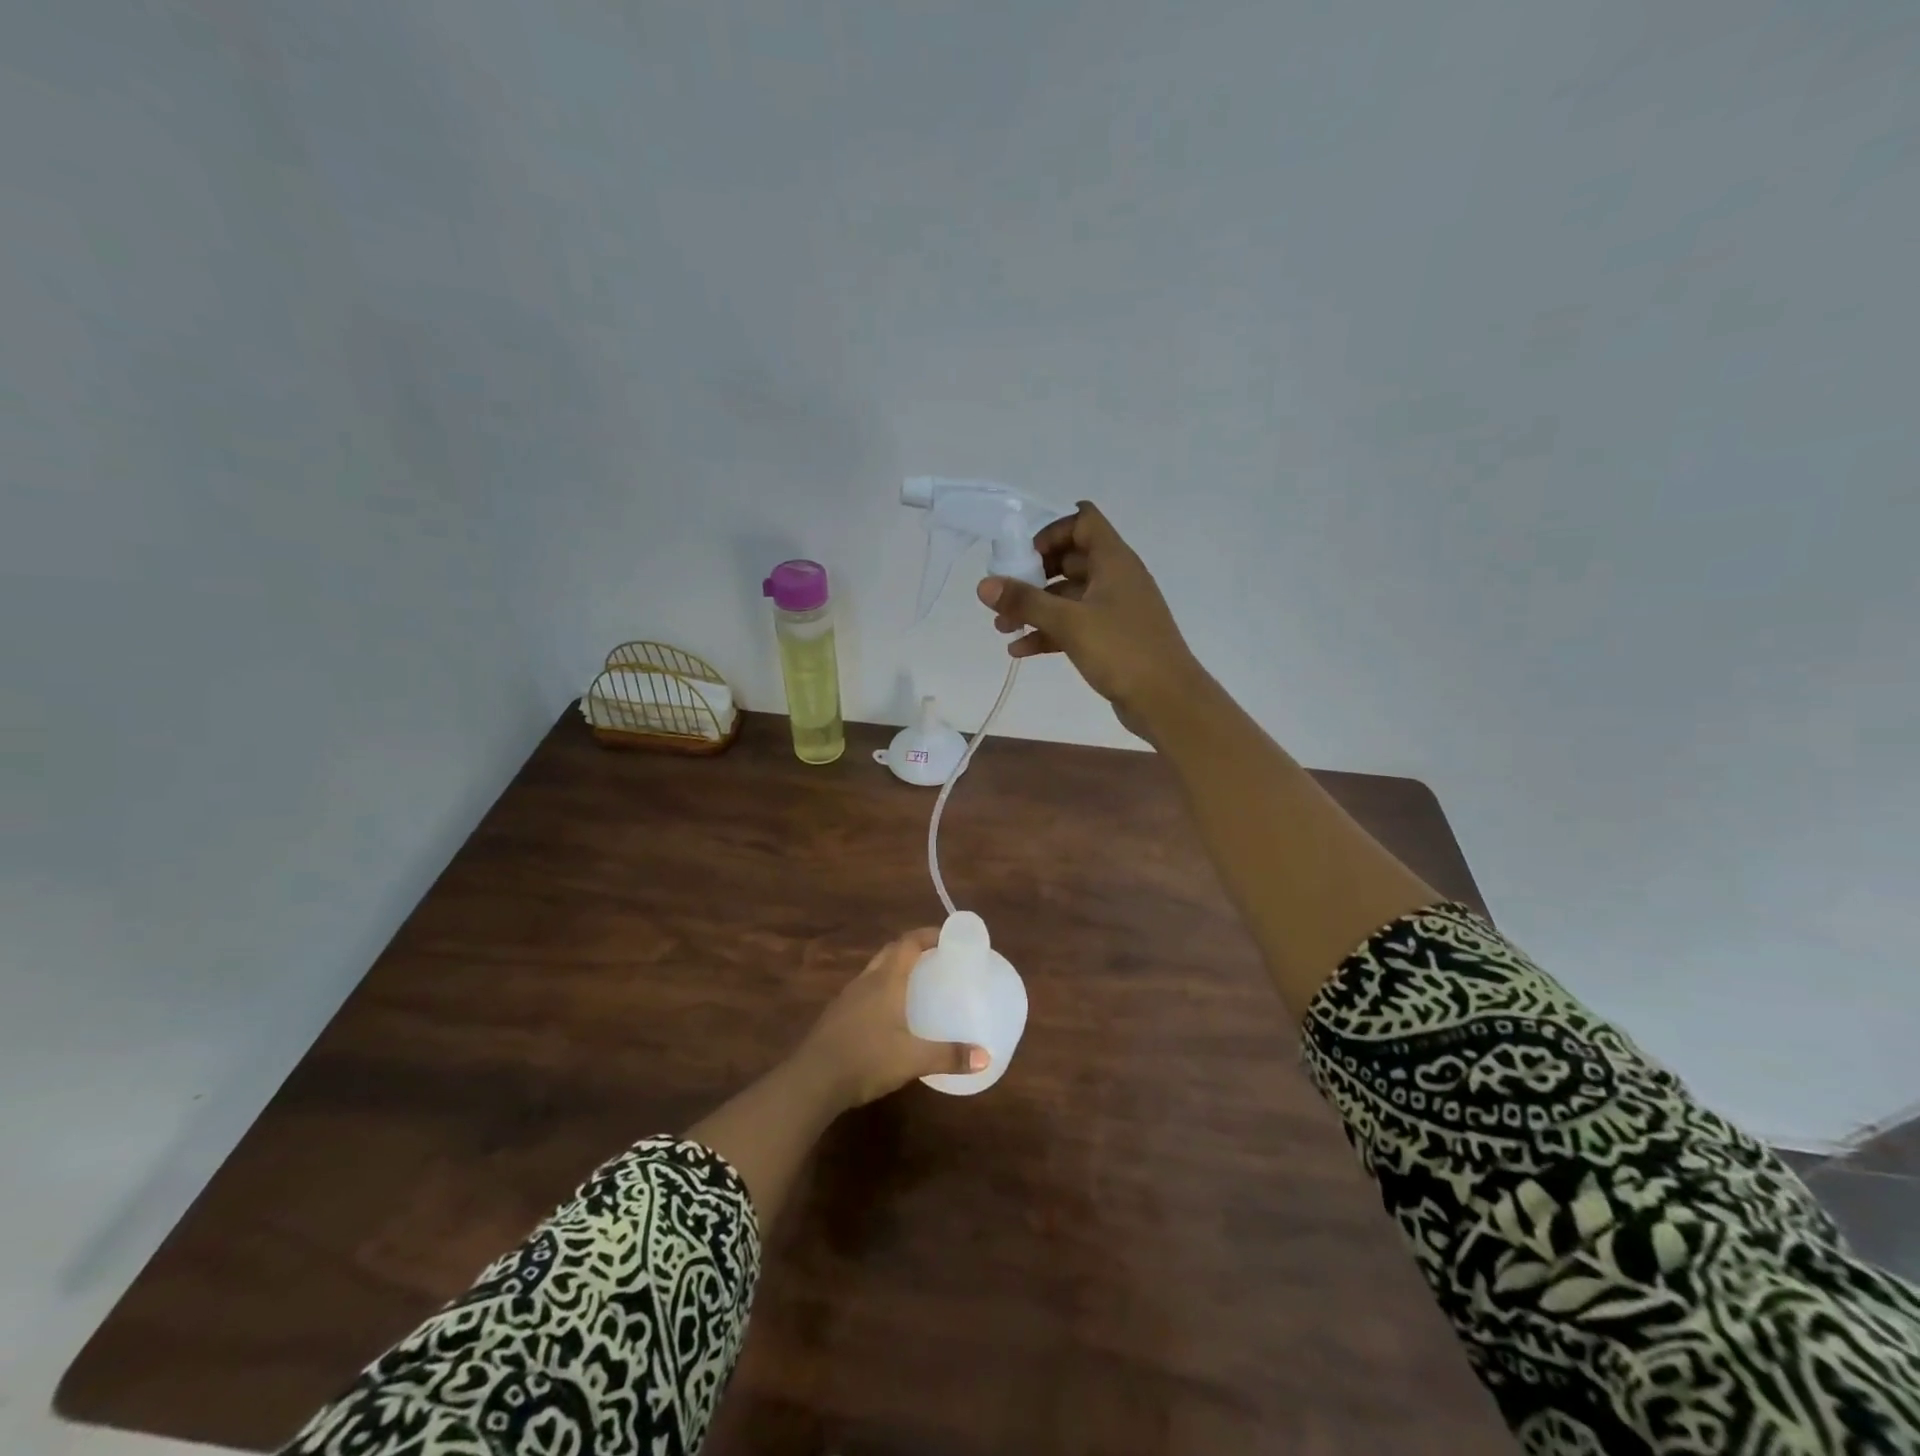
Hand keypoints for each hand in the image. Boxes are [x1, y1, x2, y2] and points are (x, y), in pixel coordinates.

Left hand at [795, 929, 988, 1109]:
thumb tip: (986, 1057)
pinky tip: (889, 1013)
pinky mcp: (836, 1016)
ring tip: (916, 983)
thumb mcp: (913, 1059)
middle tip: (936, 957)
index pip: (908, 943)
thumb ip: (949, 1056)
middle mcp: (866, 982)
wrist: (812, 1081)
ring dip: (895, 968)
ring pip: (875, 971)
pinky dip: (881, 990)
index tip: (948, 936)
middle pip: (890, 952)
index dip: (928, 935)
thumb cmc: (867, 1059)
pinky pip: (864, 991)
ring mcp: (847, 998)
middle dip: (912, 948)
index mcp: (886, 981)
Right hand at [977, 502, 1207, 742]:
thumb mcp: (1069, 623)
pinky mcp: (1111, 638)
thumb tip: (984, 585)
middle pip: (1070, 559)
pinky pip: (1074, 625)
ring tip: (1002, 627)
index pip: (1083, 521)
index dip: (1051, 531)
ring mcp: (1114, 609)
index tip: (1024, 556)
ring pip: (1068, 597)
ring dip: (1035, 608)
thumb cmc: (1122, 651)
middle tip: (1004, 594)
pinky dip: (1048, 633)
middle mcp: (1115, 578)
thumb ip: (1025, 602)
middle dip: (1033, 575)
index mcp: (1113, 560)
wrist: (1167, 700)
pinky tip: (1019, 650)